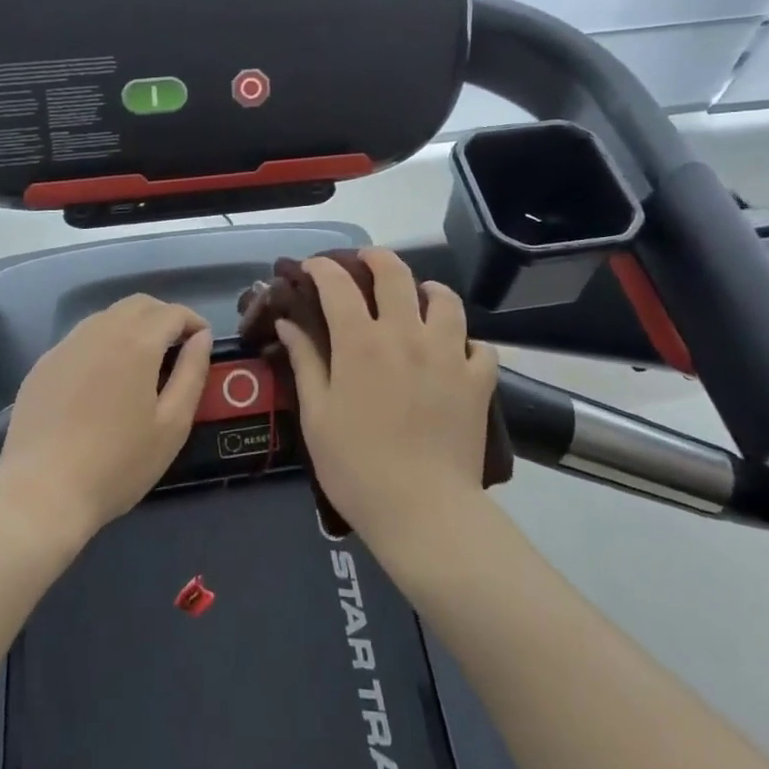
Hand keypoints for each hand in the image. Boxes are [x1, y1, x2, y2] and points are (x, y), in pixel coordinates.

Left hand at [0, 294, 212, 544]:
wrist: (41, 493)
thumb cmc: (118, 464)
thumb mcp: (172, 425)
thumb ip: (192, 373)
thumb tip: (201, 338)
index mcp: (137, 342)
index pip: (173, 312)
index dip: (194, 322)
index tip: (202, 344)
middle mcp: (100, 330)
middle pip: (139, 304)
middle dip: (163, 317)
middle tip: (176, 348)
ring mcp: (67, 345)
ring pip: (107, 317)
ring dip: (132, 327)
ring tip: (141, 363)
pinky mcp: (44, 364)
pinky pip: (82, 338)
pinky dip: (102, 344)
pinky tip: (102, 380)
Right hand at [278, 249, 498, 551]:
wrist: (423, 511)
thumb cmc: (357, 466)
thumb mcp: (317, 415)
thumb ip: (305, 361)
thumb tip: (288, 322)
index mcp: (361, 342)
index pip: (338, 284)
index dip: (322, 268)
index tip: (311, 268)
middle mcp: (406, 334)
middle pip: (395, 274)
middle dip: (376, 258)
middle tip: (366, 262)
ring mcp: (447, 353)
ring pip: (445, 299)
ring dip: (428, 290)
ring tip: (420, 297)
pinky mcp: (478, 379)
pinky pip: (479, 346)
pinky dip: (467, 342)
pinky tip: (456, 352)